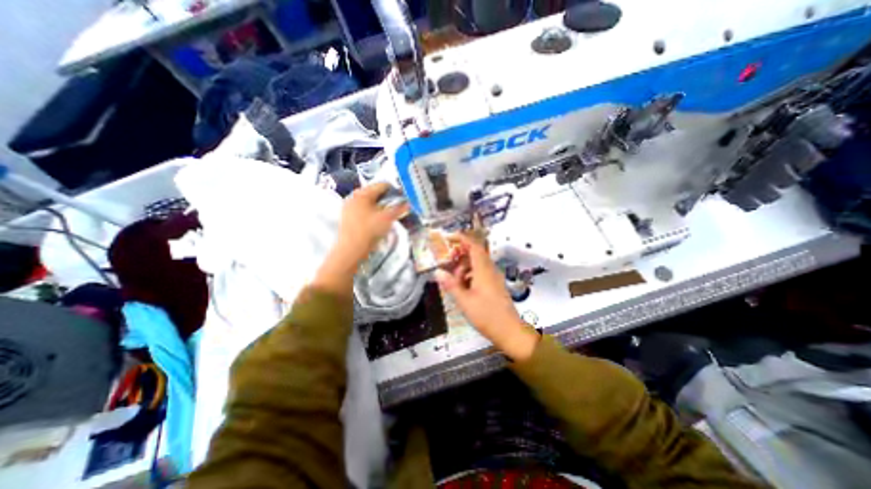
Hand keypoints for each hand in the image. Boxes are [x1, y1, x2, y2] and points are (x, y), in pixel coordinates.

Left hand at [313, 183, 407, 297]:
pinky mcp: (348, 218)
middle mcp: (353, 197)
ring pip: (370, 203)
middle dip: (388, 200)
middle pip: (375, 194)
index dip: (395, 190)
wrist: (350, 251)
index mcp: (362, 193)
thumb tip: (408, 203)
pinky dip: (373, 214)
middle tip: (398, 208)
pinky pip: (364, 211)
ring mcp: (349, 208)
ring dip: (381, 207)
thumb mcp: (387, 218)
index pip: (382, 185)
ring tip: (390, 216)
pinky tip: (379, 222)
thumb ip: (399, 208)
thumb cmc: (369, 230)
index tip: (404, 199)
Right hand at [434, 232, 538, 361]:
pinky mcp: (495, 286)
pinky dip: (470, 276)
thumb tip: (437, 272)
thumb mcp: (464, 301)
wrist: (510, 332)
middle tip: (446, 263)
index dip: (462, 238)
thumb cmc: (486, 316)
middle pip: (475, 254)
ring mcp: (494, 278)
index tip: (449, 237)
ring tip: (454, 282)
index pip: (474, 246)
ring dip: (463, 269)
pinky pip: (480, 274)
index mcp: (483, 270)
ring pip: (477, 265)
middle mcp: (490, 270)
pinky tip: (463, 289)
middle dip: (459, 256)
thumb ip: (451, 285)